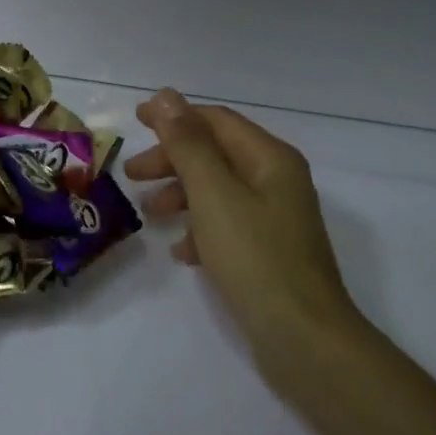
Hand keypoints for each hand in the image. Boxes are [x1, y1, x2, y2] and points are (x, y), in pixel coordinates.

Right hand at [124, 88, 361, 360]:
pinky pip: (228, 225)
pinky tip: (182, 252)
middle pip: (216, 154)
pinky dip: (200, 229)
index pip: (216, 120)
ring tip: (150, 215)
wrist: (303, 338)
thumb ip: (188, 144)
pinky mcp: (270, 252)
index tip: (135, 119)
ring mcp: (276, 218)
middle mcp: (277, 180)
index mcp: (270, 159)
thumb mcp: (213, 193)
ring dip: (181, 195)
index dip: (175, 116)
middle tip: (131, 175)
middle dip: (172, 159)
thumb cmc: (254, 256)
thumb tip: (167, 95)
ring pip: (218, 191)